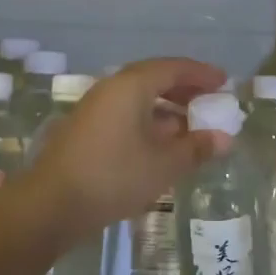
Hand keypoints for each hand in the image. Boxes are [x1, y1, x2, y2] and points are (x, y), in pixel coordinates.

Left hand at [21, 58, 230, 232]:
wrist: (50, 206)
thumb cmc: (113, 177)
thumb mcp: (163, 165)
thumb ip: (196, 148)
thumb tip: (225, 139)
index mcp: (131, 86)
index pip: (173, 68)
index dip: (201, 74)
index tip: (224, 82)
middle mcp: (111, 89)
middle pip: (155, 79)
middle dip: (185, 89)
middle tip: (210, 101)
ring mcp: (95, 109)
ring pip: (139, 98)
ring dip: (167, 107)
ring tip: (191, 126)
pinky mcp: (86, 130)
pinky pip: (126, 113)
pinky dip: (149, 121)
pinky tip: (162, 144)